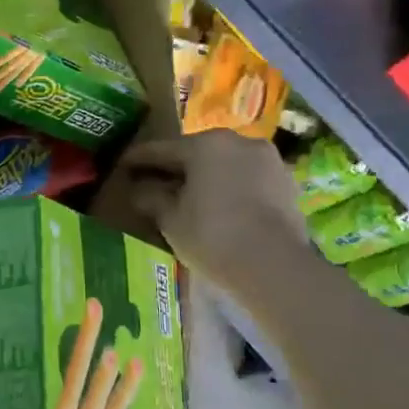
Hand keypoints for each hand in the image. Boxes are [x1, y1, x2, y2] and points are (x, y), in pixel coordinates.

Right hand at [109, 130, 306, 290]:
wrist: (275, 266)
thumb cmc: (212, 236)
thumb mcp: (170, 219)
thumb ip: (151, 198)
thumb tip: (139, 189)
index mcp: (205, 144)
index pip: (160, 149)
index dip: (137, 159)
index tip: (121, 166)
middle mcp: (238, 142)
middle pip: (196, 153)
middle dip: (174, 168)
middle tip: (153, 183)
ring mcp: (268, 160)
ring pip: (225, 165)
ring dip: (205, 178)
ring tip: (188, 198)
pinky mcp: (287, 183)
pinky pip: (247, 180)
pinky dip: (230, 189)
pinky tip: (219, 208)